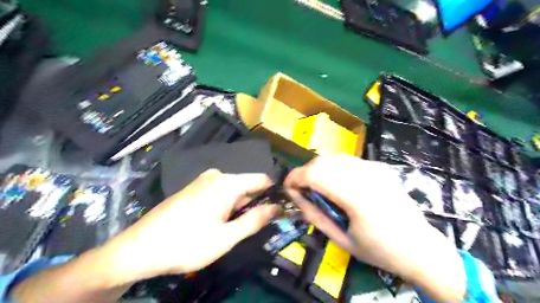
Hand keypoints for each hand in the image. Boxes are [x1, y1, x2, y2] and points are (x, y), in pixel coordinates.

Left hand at [10, 171, 275, 302]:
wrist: (139, 248)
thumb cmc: (185, 244)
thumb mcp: (226, 238)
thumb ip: (254, 220)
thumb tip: (276, 207)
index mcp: (227, 183)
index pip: (261, 180)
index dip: (273, 194)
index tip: (279, 210)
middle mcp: (216, 175)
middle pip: (247, 187)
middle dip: (252, 205)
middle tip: (248, 229)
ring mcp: (203, 180)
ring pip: (233, 192)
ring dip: (238, 209)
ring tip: (228, 230)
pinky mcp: (194, 188)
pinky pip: (220, 193)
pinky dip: (225, 207)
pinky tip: (214, 224)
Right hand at [284, 156, 465, 302]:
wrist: (421, 248)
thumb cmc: (380, 251)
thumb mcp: (341, 240)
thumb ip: (314, 215)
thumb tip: (295, 196)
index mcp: (357, 199)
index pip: (315, 174)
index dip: (294, 177)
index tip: (287, 187)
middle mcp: (367, 177)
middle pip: (322, 160)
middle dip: (305, 172)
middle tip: (303, 190)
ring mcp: (376, 169)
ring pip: (334, 157)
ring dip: (319, 169)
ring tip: (319, 186)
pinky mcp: (381, 167)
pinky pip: (349, 160)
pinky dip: (335, 168)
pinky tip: (340, 183)